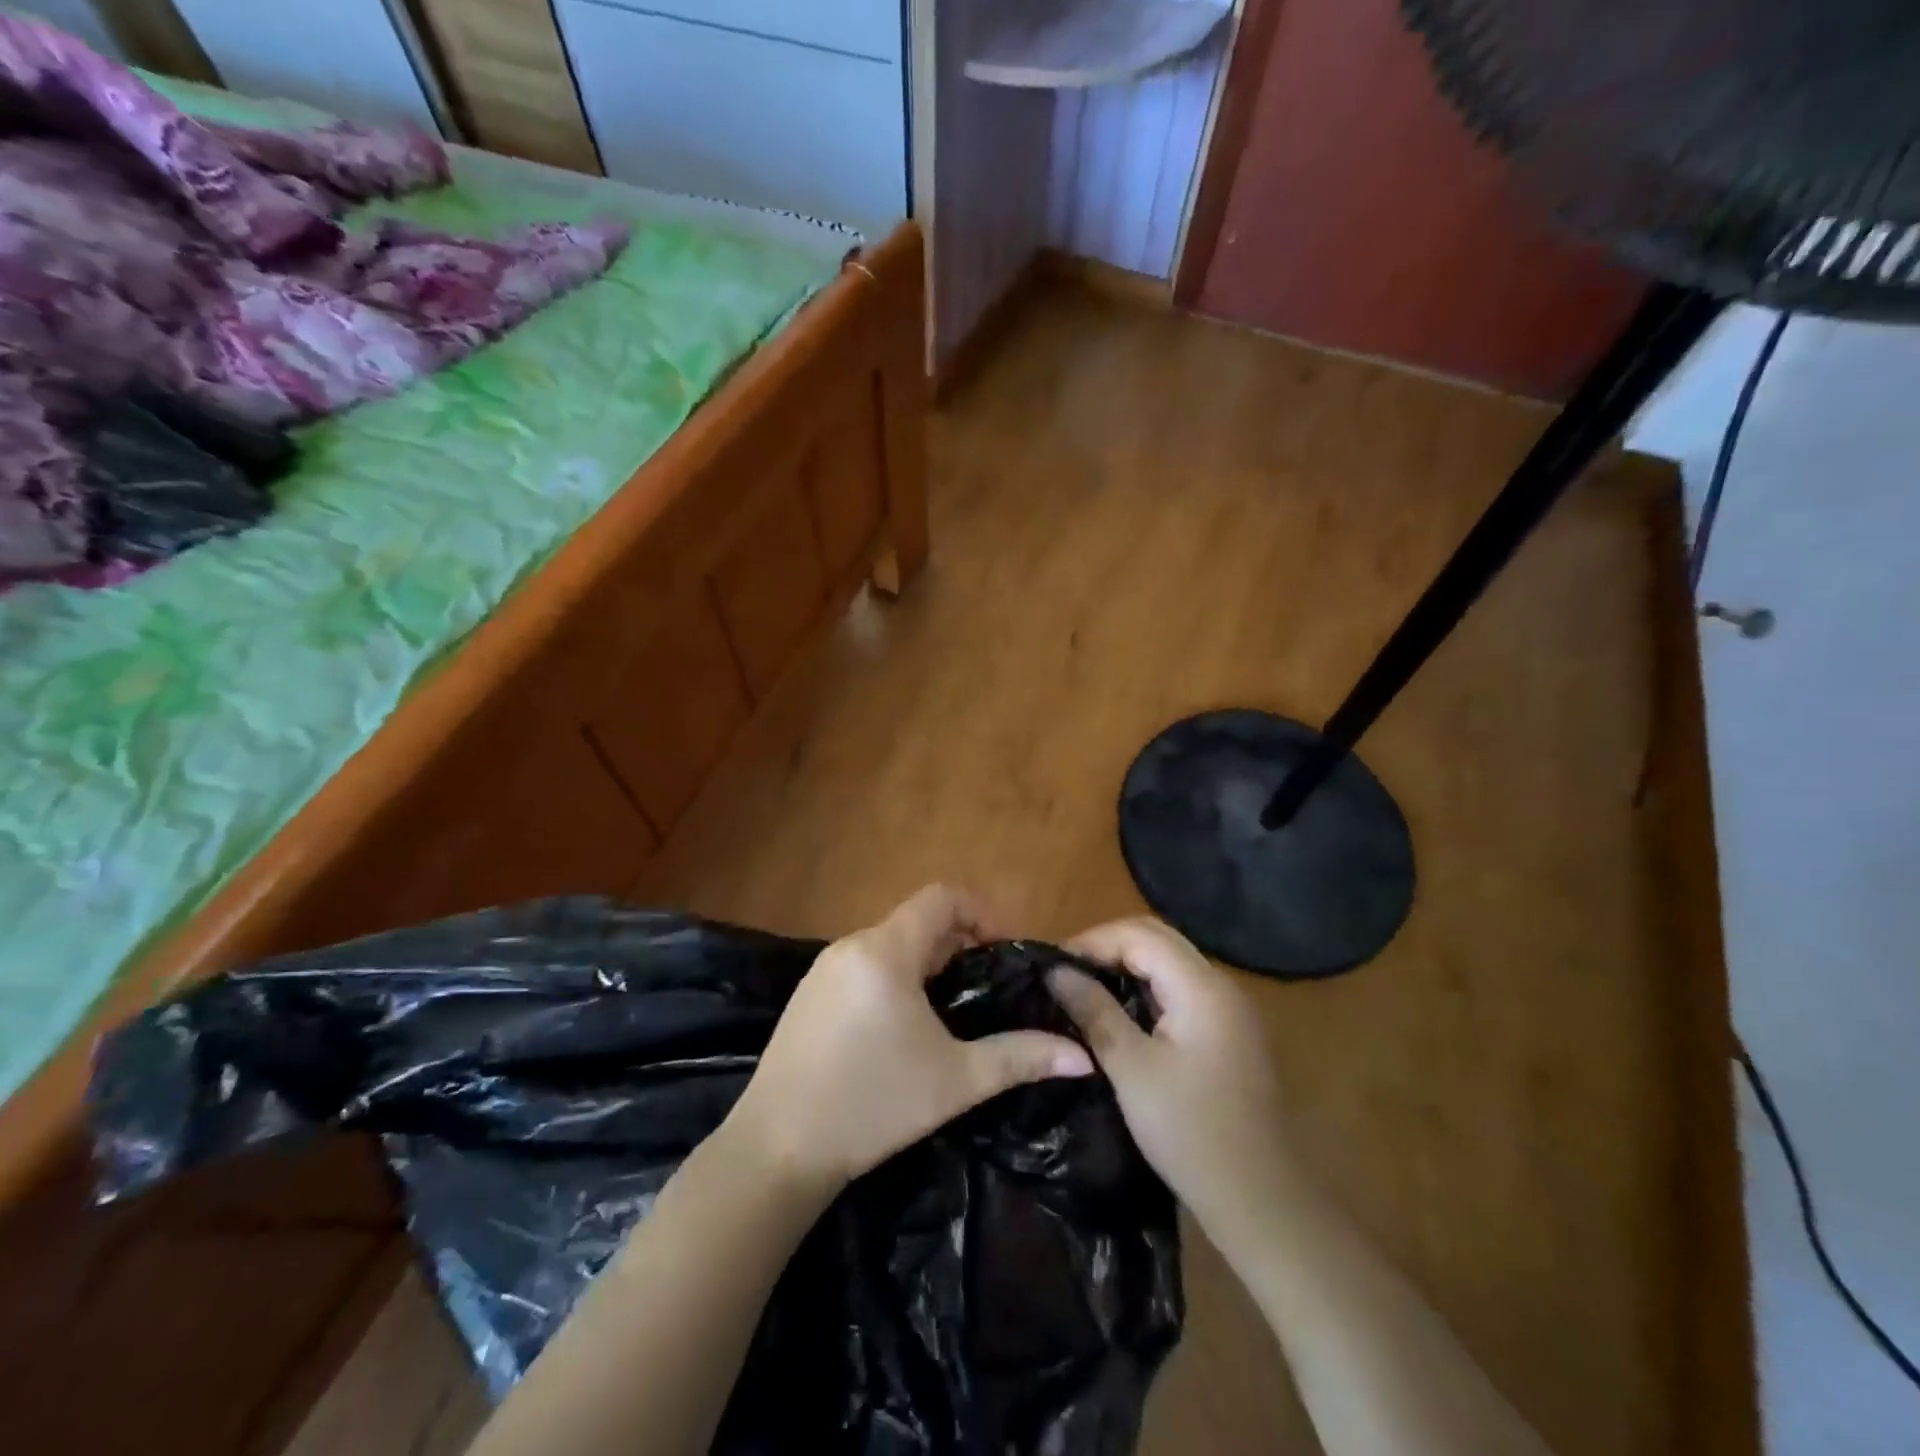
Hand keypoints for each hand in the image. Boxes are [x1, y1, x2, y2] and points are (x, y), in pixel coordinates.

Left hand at [725, 885, 1093, 1201]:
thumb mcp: (955, 1080)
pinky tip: (901, 1028)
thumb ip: (1021, 1057)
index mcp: (886, 951)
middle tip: (985, 988)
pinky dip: (894, 977)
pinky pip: (864, 965)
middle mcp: (852, 946)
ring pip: (890, 944)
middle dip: (958, 944)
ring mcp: (823, 970)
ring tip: (950, 1010)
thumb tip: (1083, 1058)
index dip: (982, 912)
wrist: (776, 1149)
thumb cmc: (873, 1106)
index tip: (1005, 952)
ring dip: (926, 962)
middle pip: (917, 920)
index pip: (941, 897)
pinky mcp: (808, 994)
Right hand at [1048, 918, 1294, 1251]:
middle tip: (1066, 970)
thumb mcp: (1131, 1068)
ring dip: (1127, 963)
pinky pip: (1181, 988)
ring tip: (1085, 984)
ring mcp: (1229, 1008)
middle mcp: (1220, 985)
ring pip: (1170, 961)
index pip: (1139, 935)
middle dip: (1108, 945)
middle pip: (1157, 938)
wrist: (1260, 1199)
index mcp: (1201, 987)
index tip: (1054, 964)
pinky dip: (1147, 986)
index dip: (1093, 941)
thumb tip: (1056, 970)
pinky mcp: (1228, 1030)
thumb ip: (1094, 1009)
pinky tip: (1120, 1009)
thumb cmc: (1189, 1131)